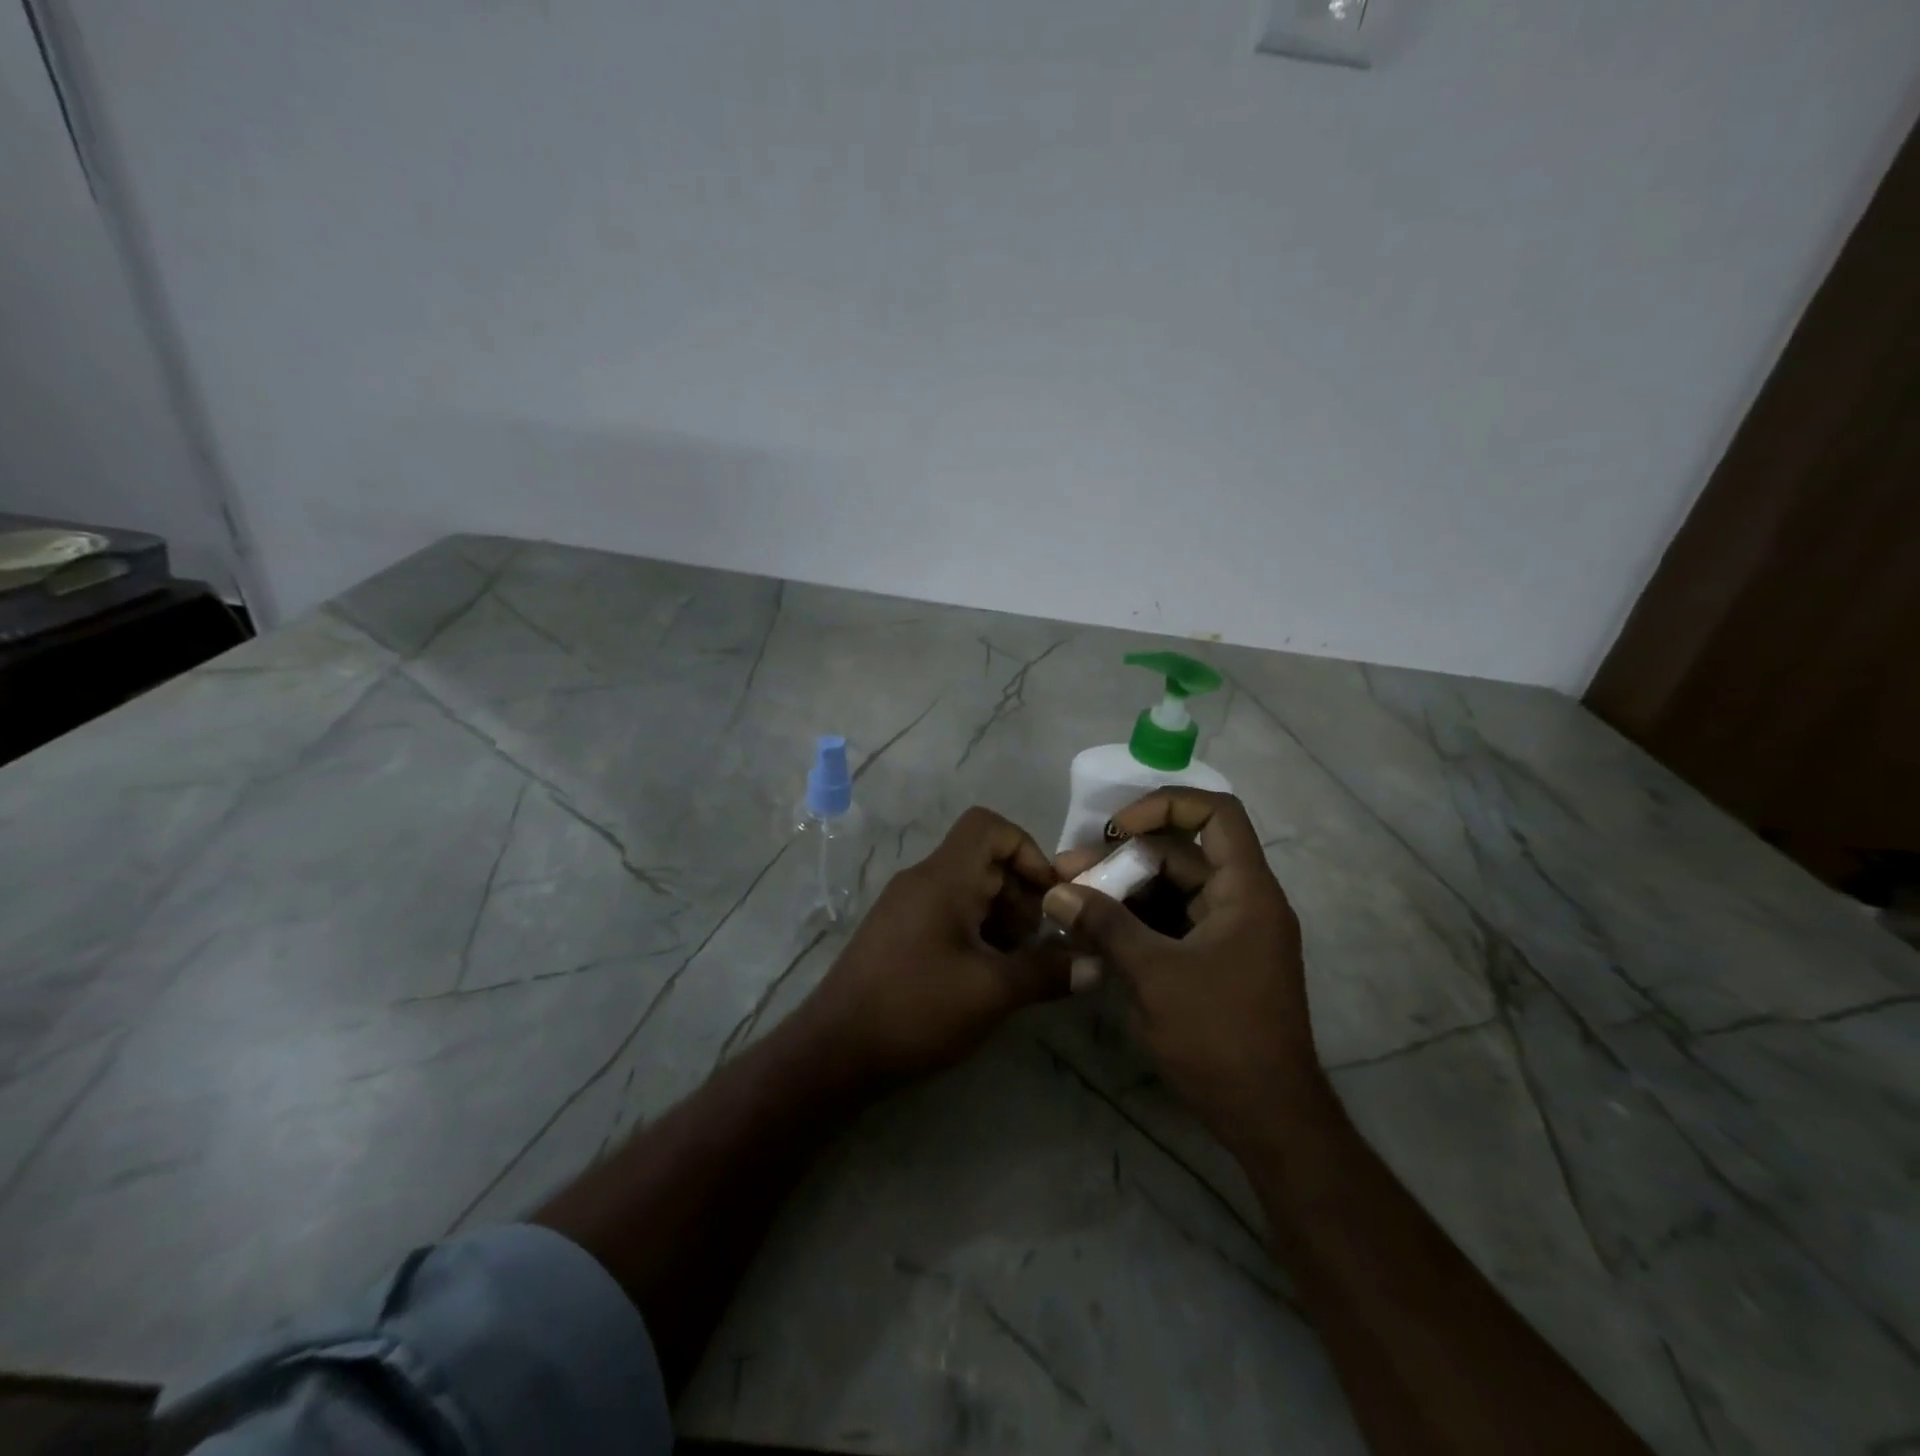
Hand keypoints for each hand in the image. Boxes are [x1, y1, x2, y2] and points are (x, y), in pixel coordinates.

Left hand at [798, 807, 1070, 1084]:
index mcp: (943, 877)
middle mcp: (923, 881)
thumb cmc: (915, 1008)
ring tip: (1020, 964)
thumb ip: (1046, 972)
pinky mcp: (900, 935)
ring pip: (969, 890)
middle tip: (1042, 942)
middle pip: (985, 860)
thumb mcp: (991, 991)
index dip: (1028, 850)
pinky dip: (978, 933)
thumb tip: (1095, 965)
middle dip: (1023, 895)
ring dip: (1003, 919)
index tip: (1051, 896)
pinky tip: (990, 976)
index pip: (989, 826)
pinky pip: (950, 915)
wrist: (834, 1051)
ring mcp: (907, 908)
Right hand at [1046, 790, 1319, 1139]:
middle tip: (1068, 873)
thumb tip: (1056, 891)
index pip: (1216, 813)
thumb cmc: (1219, 1035)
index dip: (1163, 806)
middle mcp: (1242, 901)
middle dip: (1121, 860)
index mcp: (1245, 890)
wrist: (1269, 1118)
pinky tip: (1093, 935)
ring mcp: (1228, 933)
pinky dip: (1135, 923)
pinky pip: (1170, 924)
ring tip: (1070, 903)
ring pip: (1170, 891)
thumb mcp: (1154, 974)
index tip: (1115, 830)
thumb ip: (1104, 925)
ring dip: (1122, 893)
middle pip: (1180, 855)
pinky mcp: (1214, 961)